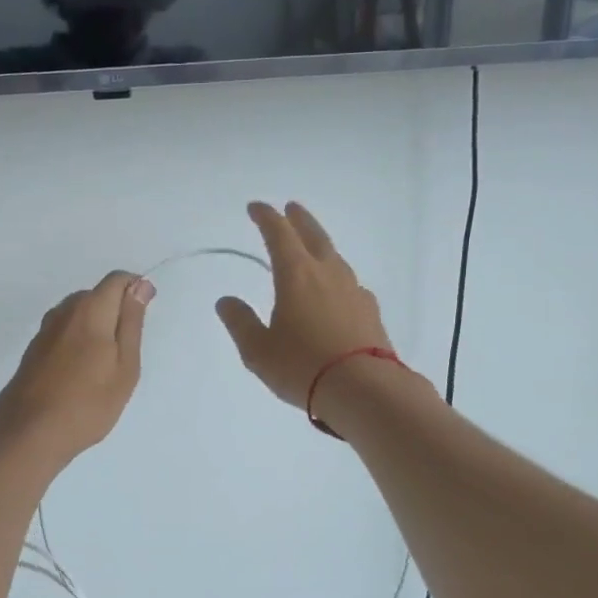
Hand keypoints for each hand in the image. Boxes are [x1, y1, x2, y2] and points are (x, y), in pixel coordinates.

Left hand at [0, 272, 153, 468]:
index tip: (143, 322)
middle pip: (97, 295)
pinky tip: (81, 375)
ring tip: (104, 368)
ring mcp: (45, 329)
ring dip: (96, 329)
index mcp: (90, 309)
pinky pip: (65, 331)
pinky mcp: (34, 348)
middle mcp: (64, 310)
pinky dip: (79, 342)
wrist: (28, 433)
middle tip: (127, 354)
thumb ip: (131, 321)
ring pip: (79, 314)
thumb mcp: (125, 365)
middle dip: (116, 312)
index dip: (136, 291)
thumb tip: (140, 285)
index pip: (117, 280)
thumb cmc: (87, 402)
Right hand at [216, 202, 391, 408]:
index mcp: (296, 275)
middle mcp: (328, 274)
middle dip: (299, 219)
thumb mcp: (258, 349)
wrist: (365, 390)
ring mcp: (354, 291)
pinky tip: (336, 290)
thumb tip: (227, 301)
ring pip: (335, 257)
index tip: (256, 207)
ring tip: (312, 248)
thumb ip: (241, 322)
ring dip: (321, 245)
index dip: (266, 217)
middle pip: (314, 236)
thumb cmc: (303, 366)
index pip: (279, 235)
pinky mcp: (370, 312)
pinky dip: (337, 277)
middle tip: (291, 208)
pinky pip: (350, 284)